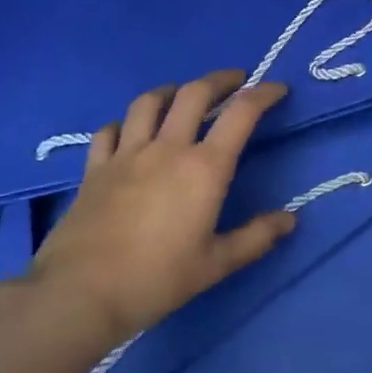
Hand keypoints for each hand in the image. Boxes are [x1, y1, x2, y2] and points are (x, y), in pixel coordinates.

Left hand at [21, 70, 297, 344]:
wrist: (81, 292)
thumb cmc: (157, 279)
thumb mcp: (217, 264)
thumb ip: (256, 238)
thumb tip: (290, 218)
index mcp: (204, 168)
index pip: (241, 113)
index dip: (263, 94)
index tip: (277, 88)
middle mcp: (167, 148)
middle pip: (194, 93)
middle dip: (220, 80)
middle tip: (235, 81)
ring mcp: (126, 154)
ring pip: (149, 102)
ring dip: (171, 91)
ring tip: (181, 96)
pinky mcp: (95, 168)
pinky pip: (110, 130)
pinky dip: (126, 123)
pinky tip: (130, 132)